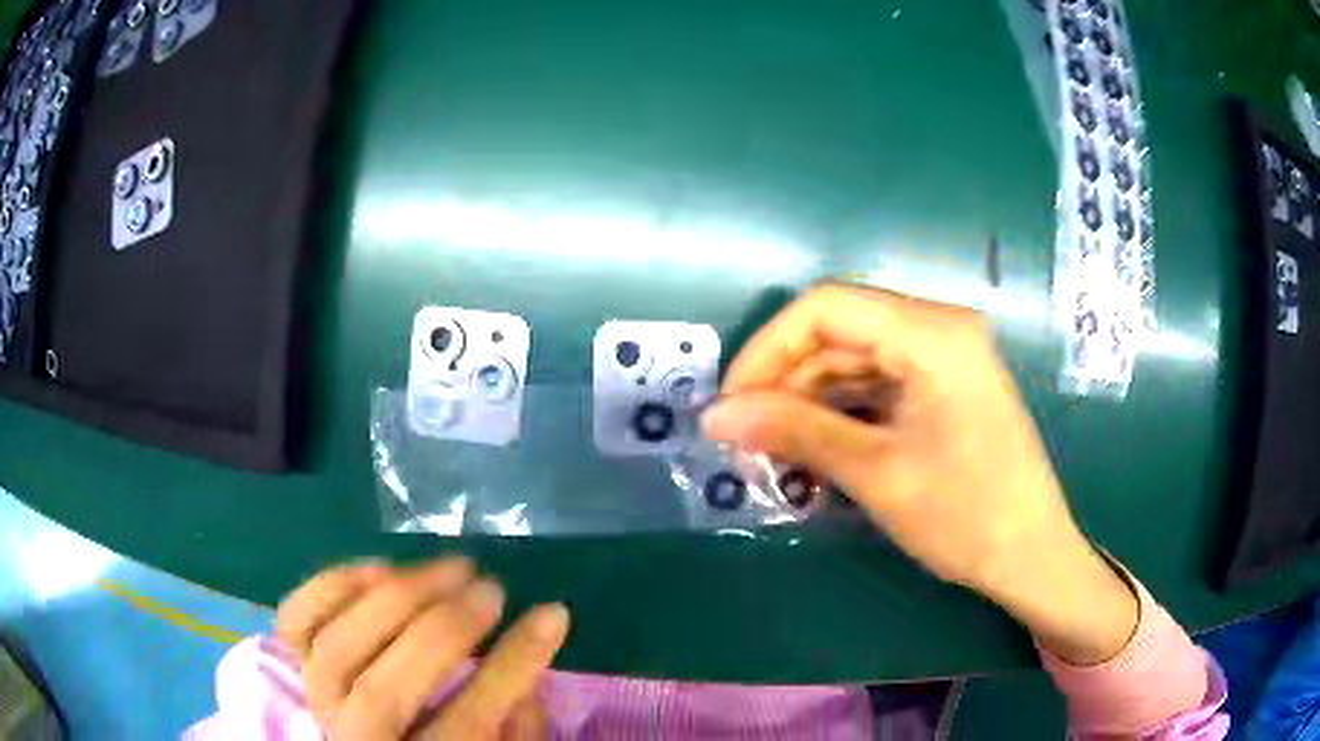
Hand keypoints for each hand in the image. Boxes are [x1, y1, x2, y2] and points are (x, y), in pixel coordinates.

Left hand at [275, 558, 569, 738]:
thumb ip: (514, 733)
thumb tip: (526, 676)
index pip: (465, 723)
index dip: (513, 667)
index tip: (552, 614)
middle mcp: (349, 740)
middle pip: (385, 688)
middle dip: (445, 631)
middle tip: (493, 588)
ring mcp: (307, 699)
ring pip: (338, 646)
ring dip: (397, 597)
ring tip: (452, 567)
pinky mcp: (284, 663)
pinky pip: (297, 619)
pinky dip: (333, 586)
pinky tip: (382, 567)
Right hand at [702, 284, 1136, 664]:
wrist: (1032, 556)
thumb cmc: (966, 515)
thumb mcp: (875, 473)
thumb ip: (793, 432)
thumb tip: (715, 416)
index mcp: (932, 332)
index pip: (825, 309)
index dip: (766, 350)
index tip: (730, 404)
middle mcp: (939, 327)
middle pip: (839, 333)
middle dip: (785, 382)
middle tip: (744, 438)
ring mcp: (945, 356)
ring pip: (854, 360)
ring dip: (809, 402)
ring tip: (772, 452)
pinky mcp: (944, 386)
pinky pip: (878, 384)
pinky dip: (841, 413)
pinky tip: (814, 450)